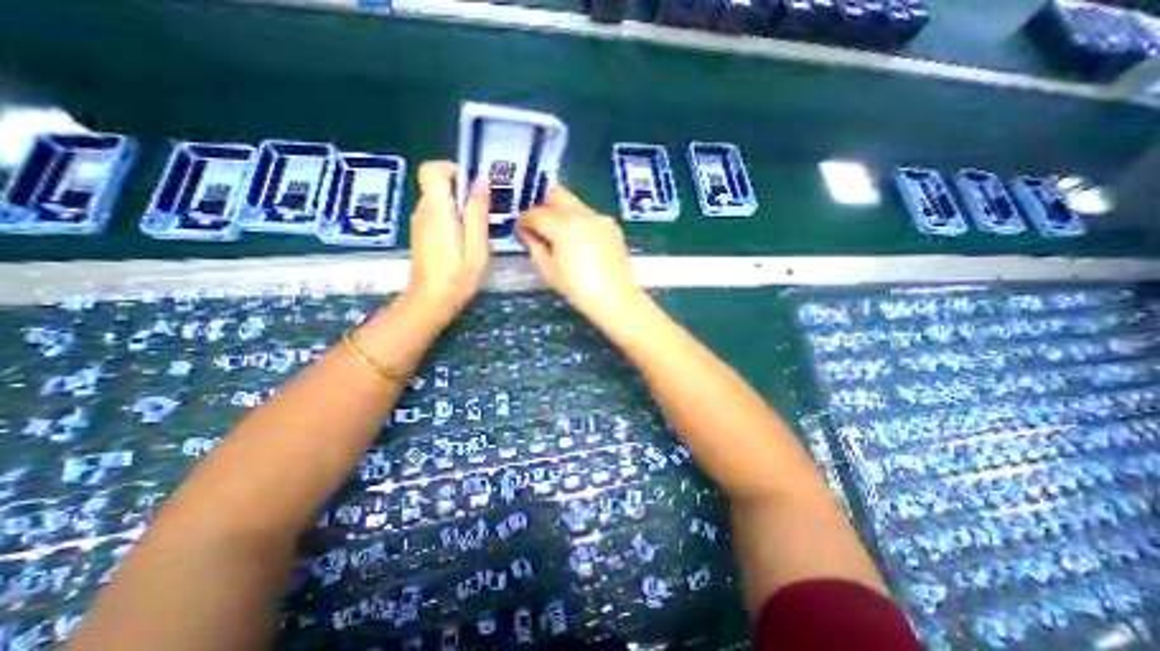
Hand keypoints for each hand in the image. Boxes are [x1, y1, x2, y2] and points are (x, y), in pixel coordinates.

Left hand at [406, 161, 489, 319]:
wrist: (431, 302)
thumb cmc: (457, 277)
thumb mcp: (477, 246)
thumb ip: (477, 213)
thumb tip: (480, 180)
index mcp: (436, 211)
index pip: (431, 170)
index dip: (452, 169)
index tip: (473, 187)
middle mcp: (422, 211)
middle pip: (437, 185)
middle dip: (462, 194)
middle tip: (483, 217)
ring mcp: (419, 223)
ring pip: (439, 201)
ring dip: (459, 209)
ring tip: (476, 234)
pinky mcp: (421, 234)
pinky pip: (436, 215)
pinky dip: (452, 220)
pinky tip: (464, 243)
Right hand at [517, 188, 642, 324]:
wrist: (616, 299)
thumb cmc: (578, 289)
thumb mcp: (549, 271)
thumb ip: (534, 246)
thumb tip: (527, 232)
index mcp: (564, 226)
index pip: (536, 213)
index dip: (524, 220)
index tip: (520, 230)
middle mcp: (583, 214)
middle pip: (557, 194)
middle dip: (543, 206)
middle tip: (538, 226)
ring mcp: (600, 218)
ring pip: (574, 204)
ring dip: (561, 213)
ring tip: (559, 236)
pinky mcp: (612, 225)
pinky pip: (589, 215)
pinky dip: (578, 222)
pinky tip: (578, 242)